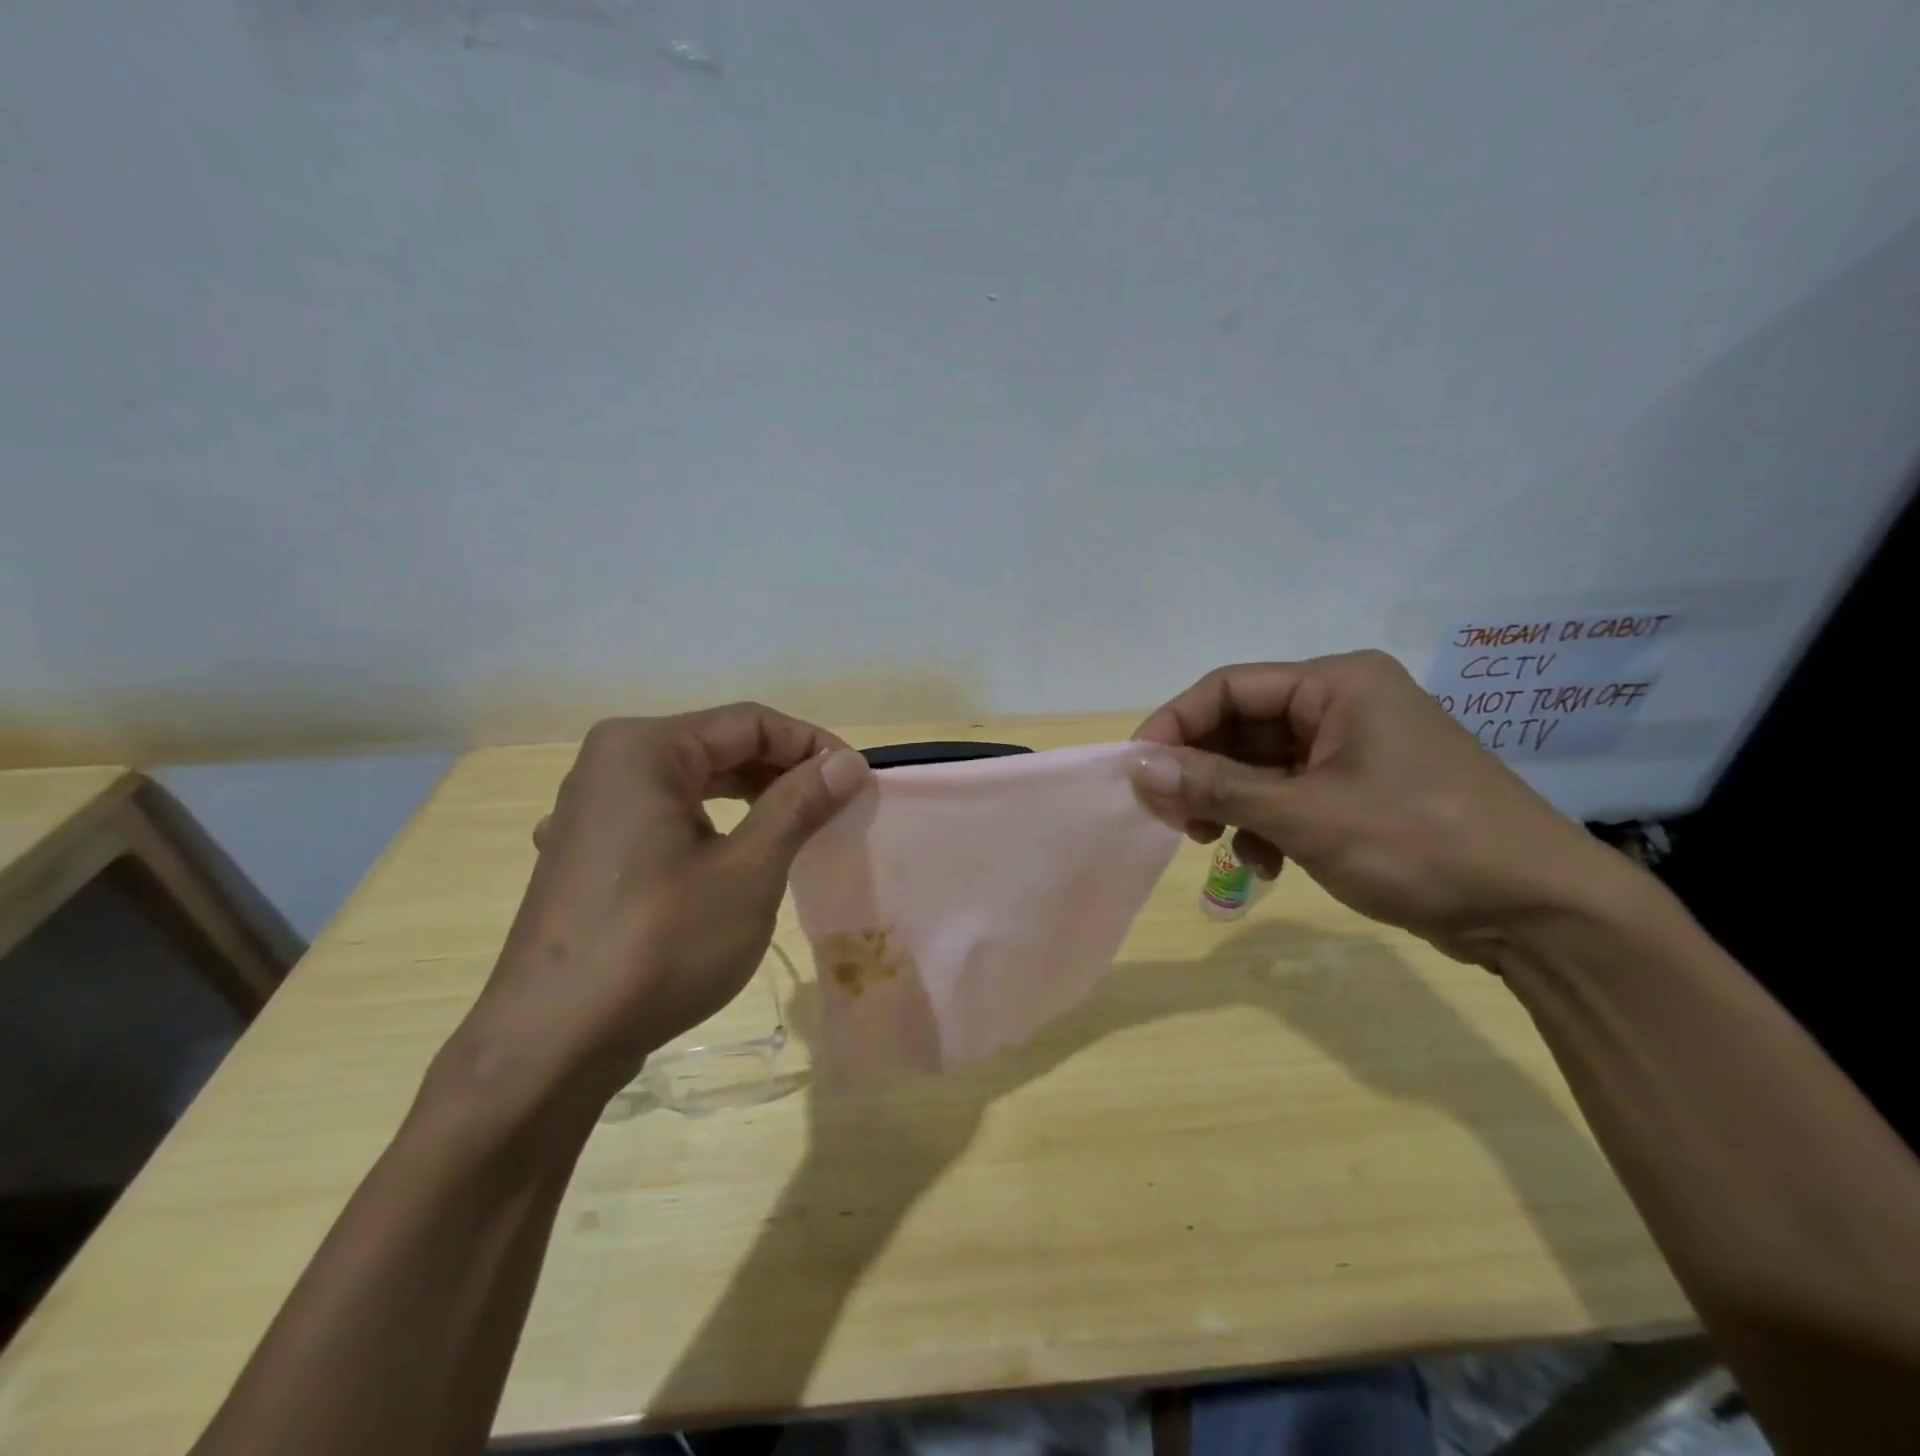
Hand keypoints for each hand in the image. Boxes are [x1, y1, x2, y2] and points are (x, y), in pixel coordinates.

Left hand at [456, 704, 870, 1106]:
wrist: (551, 1044)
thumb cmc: (659, 945)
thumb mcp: (748, 871)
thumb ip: (799, 805)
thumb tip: (848, 761)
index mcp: (644, 748)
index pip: (749, 722)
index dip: (812, 745)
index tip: (857, 780)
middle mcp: (610, 763)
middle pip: (718, 746)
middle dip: (783, 771)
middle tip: (836, 806)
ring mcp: (591, 809)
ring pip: (692, 783)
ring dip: (751, 799)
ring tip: (800, 828)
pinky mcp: (588, 851)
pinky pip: (664, 816)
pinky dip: (711, 825)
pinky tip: (734, 856)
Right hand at [1130, 651, 1630, 962]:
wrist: (1542, 913)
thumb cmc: (1421, 845)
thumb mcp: (1306, 816)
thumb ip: (1217, 788)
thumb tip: (1138, 767)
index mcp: (1337, 684)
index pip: (1229, 687)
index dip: (1174, 724)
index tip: (1137, 770)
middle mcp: (1343, 704)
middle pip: (1242, 726)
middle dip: (1201, 772)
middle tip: (1171, 818)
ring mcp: (1354, 748)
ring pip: (1261, 764)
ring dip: (1230, 803)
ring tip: (1213, 845)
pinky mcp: (1361, 788)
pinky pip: (1290, 792)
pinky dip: (1265, 823)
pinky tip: (1264, 863)